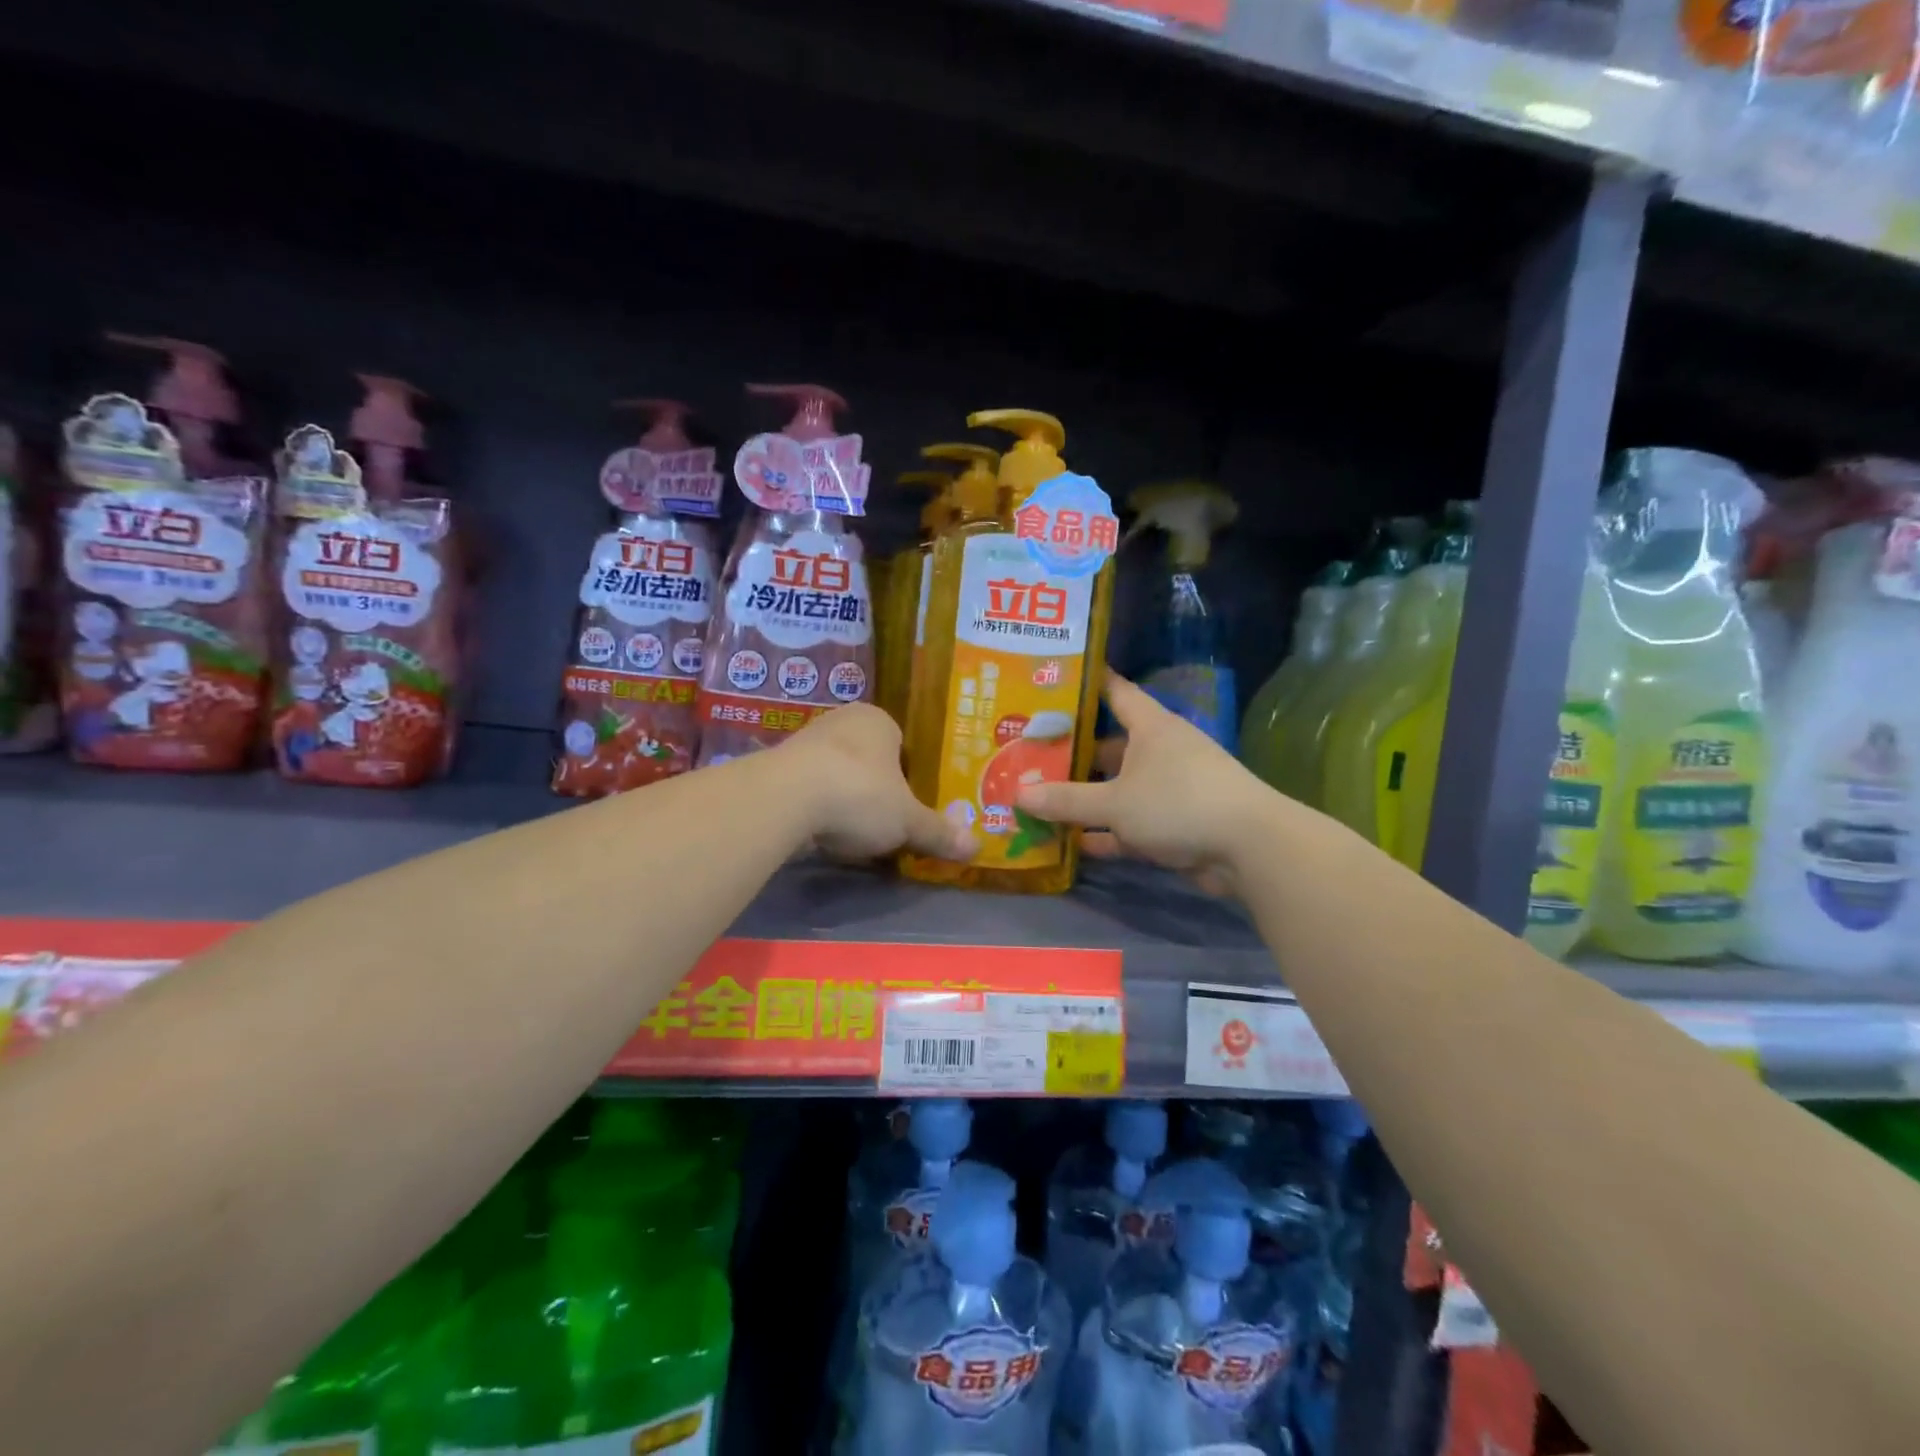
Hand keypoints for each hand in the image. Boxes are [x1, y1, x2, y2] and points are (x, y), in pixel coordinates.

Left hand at [777, 704, 973, 861]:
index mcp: (878, 720)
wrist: (784, 799)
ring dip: (843, 797)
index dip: (908, 775)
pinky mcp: (777, 768)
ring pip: (835, 772)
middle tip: (884, 821)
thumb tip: (976, 848)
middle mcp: (841, 721)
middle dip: (875, 787)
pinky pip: (808, 788)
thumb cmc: (859, 794)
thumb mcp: (907, 821)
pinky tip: (820, 832)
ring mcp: (804, 741)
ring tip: (851, 831)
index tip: (909, 804)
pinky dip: (816, 807)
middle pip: (867, 758)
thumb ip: (938, 832)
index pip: (901, 744)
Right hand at [1015, 673, 1271, 895]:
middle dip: (1071, 751)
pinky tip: (1071, 843)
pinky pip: (1129, 823)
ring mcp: (1169, 788)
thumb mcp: (1114, 802)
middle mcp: (1159, 751)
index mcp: (1150, 727)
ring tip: (1038, 796)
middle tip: (1026, 751)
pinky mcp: (1174, 823)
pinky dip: (1104, 833)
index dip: (1086, 683)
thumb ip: (1066, 800)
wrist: (1248, 849)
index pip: (1114, 691)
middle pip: (1108, 744)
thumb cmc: (1178, 804)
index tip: (1052, 678)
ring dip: (1085, 796)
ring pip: (1117, 787)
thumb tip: (1018, 795)